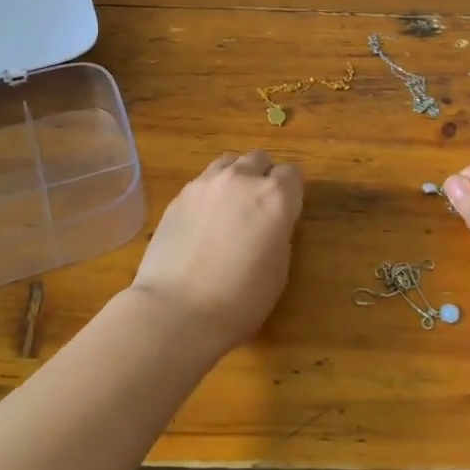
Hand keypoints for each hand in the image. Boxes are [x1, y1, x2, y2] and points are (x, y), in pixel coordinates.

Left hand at [129, 150, 303, 353]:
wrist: (177, 310)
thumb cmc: (240, 300)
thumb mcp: (279, 270)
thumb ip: (279, 234)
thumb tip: (270, 224)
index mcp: (275, 197)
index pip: (292, 173)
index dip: (292, 191)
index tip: (286, 212)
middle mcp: (242, 179)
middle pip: (259, 159)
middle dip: (263, 177)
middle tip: (258, 207)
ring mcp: (206, 183)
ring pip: (229, 163)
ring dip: (236, 178)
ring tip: (229, 208)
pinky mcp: (179, 196)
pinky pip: (203, 182)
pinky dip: (210, 193)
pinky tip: (203, 222)